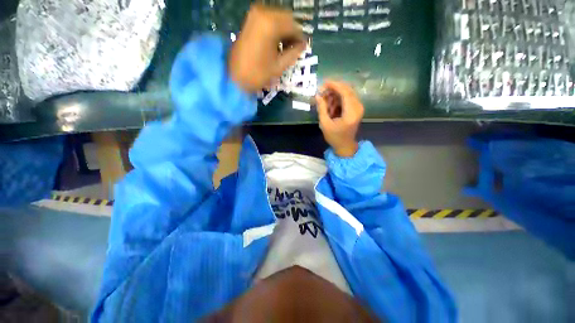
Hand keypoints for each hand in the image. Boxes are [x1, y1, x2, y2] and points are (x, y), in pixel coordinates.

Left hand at [228, 5, 305, 92]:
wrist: (234, 77)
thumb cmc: (258, 74)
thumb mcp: (279, 66)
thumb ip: (294, 53)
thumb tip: (303, 45)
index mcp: (271, 24)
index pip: (293, 26)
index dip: (300, 37)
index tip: (304, 47)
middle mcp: (263, 13)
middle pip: (286, 18)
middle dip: (292, 32)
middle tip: (295, 47)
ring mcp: (254, 15)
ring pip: (277, 18)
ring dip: (284, 31)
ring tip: (285, 48)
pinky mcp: (249, 20)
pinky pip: (268, 20)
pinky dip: (275, 30)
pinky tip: (276, 43)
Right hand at [316, 81, 363, 157]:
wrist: (345, 145)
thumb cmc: (334, 137)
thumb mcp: (325, 124)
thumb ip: (322, 108)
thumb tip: (317, 95)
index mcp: (351, 113)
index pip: (345, 92)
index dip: (334, 85)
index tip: (323, 83)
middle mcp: (358, 107)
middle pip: (347, 90)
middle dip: (334, 88)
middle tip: (322, 92)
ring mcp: (358, 107)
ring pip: (347, 93)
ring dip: (335, 94)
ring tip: (325, 102)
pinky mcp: (356, 108)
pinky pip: (347, 98)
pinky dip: (338, 99)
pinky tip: (331, 105)